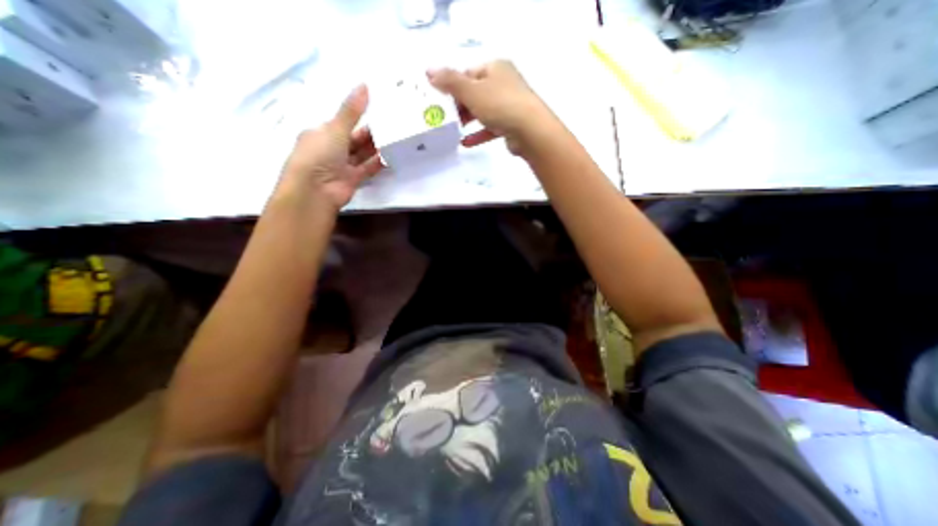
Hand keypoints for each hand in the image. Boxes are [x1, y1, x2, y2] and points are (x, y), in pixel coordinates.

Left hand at [276, 85, 381, 211]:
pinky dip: (378, 163)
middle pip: (354, 139)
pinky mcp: (353, 179)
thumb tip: (365, 85)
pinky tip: (391, 155)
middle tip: (391, 124)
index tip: (377, 110)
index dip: (357, 116)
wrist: (315, 190)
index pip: (341, 123)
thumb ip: (352, 111)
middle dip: (370, 133)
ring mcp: (342, 166)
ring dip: (375, 148)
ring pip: (362, 154)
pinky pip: (368, 168)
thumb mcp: (335, 128)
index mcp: (321, 133)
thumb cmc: (319, 154)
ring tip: (394, 137)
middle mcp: (331, 149)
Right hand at [428, 59, 551, 155]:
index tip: (440, 99)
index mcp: (495, 68)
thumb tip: (429, 71)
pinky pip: (490, 128)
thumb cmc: (500, 104)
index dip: (453, 85)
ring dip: (468, 120)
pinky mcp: (511, 125)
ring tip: (453, 129)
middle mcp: (503, 83)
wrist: (530, 131)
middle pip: (475, 92)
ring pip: (483, 111)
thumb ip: (450, 82)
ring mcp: (509, 105)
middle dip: (459, 105)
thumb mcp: (471, 90)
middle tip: (446, 116)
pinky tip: (466, 143)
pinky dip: (478, 134)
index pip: (468, 72)